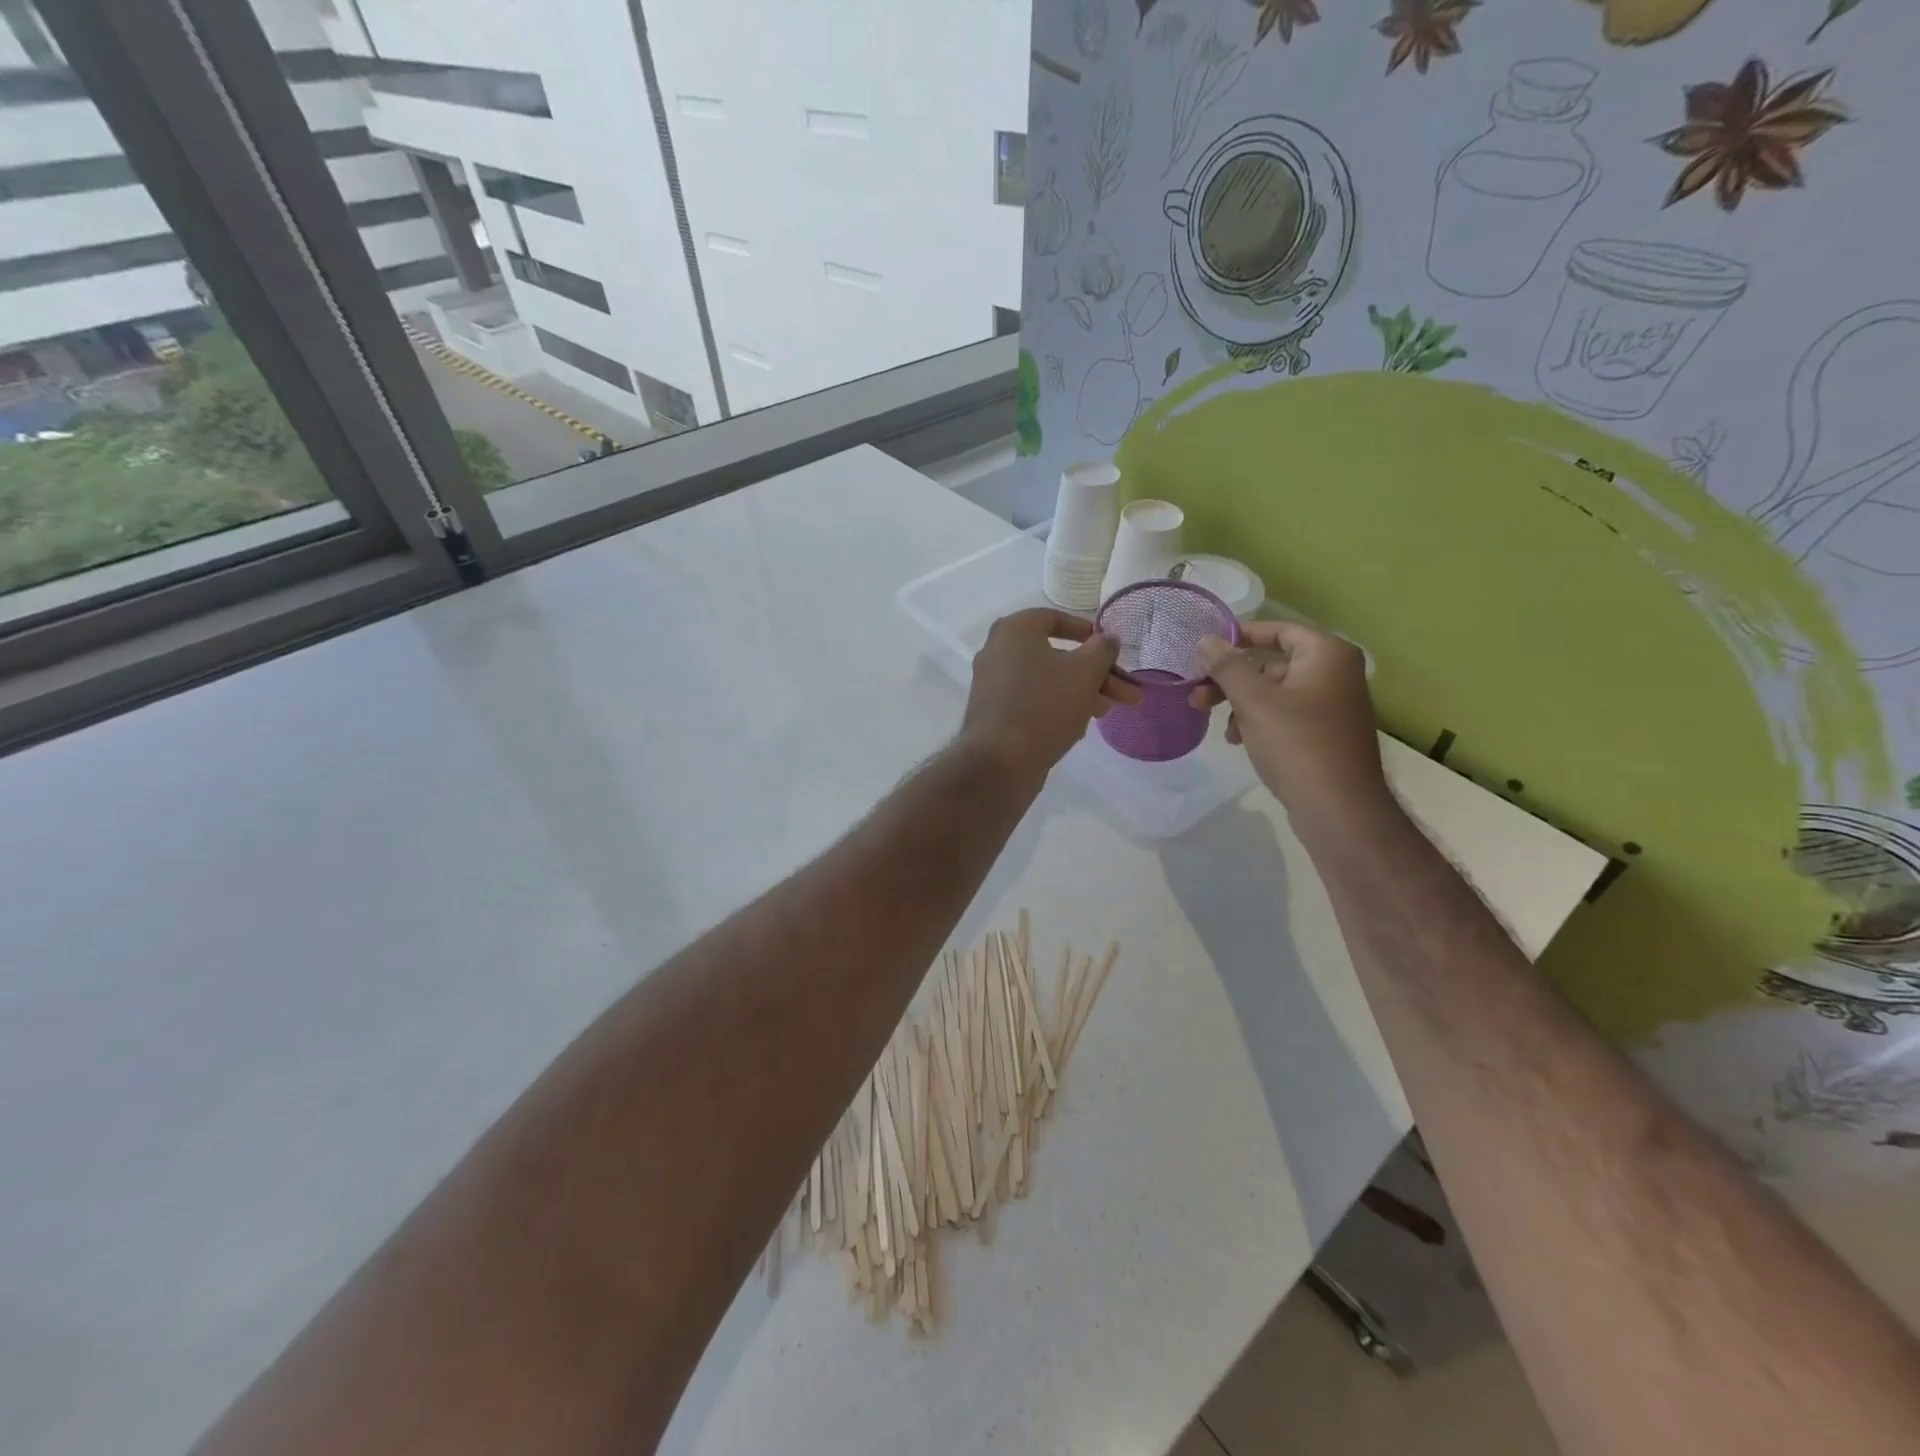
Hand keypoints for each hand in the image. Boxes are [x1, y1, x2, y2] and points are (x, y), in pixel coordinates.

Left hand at [959, 608, 1141, 783]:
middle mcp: (997, 652)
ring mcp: (993, 686)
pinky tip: (1079, 728)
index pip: (1053, 618)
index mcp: (1014, 631)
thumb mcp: (1085, 673)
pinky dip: (1056, 708)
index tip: (1109, 648)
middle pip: (1055, 655)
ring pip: (1046, 681)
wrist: (1000, 761)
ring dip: (1080, 692)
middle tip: (1126, 692)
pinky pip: (1031, 702)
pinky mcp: (994, 715)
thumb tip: (1108, 639)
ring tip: (1107, 712)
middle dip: (1095, 673)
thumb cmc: (1044, 705)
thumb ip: (1102, 650)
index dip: (1086, 631)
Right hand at [1192, 621, 1391, 824]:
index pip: (1278, 630)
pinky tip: (1239, 740)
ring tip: (1217, 726)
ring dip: (1240, 704)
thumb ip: (1227, 666)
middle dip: (1231, 679)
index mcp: (1326, 654)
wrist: (1339, 808)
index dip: (1240, 637)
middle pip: (1272, 663)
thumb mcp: (1253, 701)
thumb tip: (1206, 639)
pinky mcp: (1326, 732)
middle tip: (1198, 695)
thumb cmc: (1296, 744)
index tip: (1205, 650)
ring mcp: (1333, 704)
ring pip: (1275, 691)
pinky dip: (1259, 721)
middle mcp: (1335, 672)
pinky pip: (1286, 714)